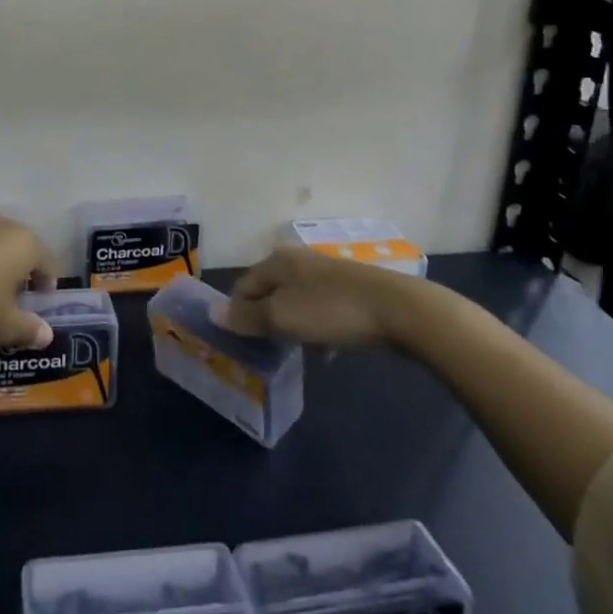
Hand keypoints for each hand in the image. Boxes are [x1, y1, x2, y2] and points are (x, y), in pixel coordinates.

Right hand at [214, 245, 420, 349]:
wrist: (400, 309)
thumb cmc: (332, 311)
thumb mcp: (283, 317)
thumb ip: (247, 317)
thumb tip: (213, 313)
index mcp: (276, 261)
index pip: (242, 287)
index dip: (237, 314)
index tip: (242, 344)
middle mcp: (297, 260)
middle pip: (268, 293)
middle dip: (265, 321)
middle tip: (268, 351)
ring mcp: (325, 273)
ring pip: (295, 302)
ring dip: (292, 326)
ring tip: (298, 353)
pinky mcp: (350, 288)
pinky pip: (320, 308)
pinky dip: (317, 327)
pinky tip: (328, 350)